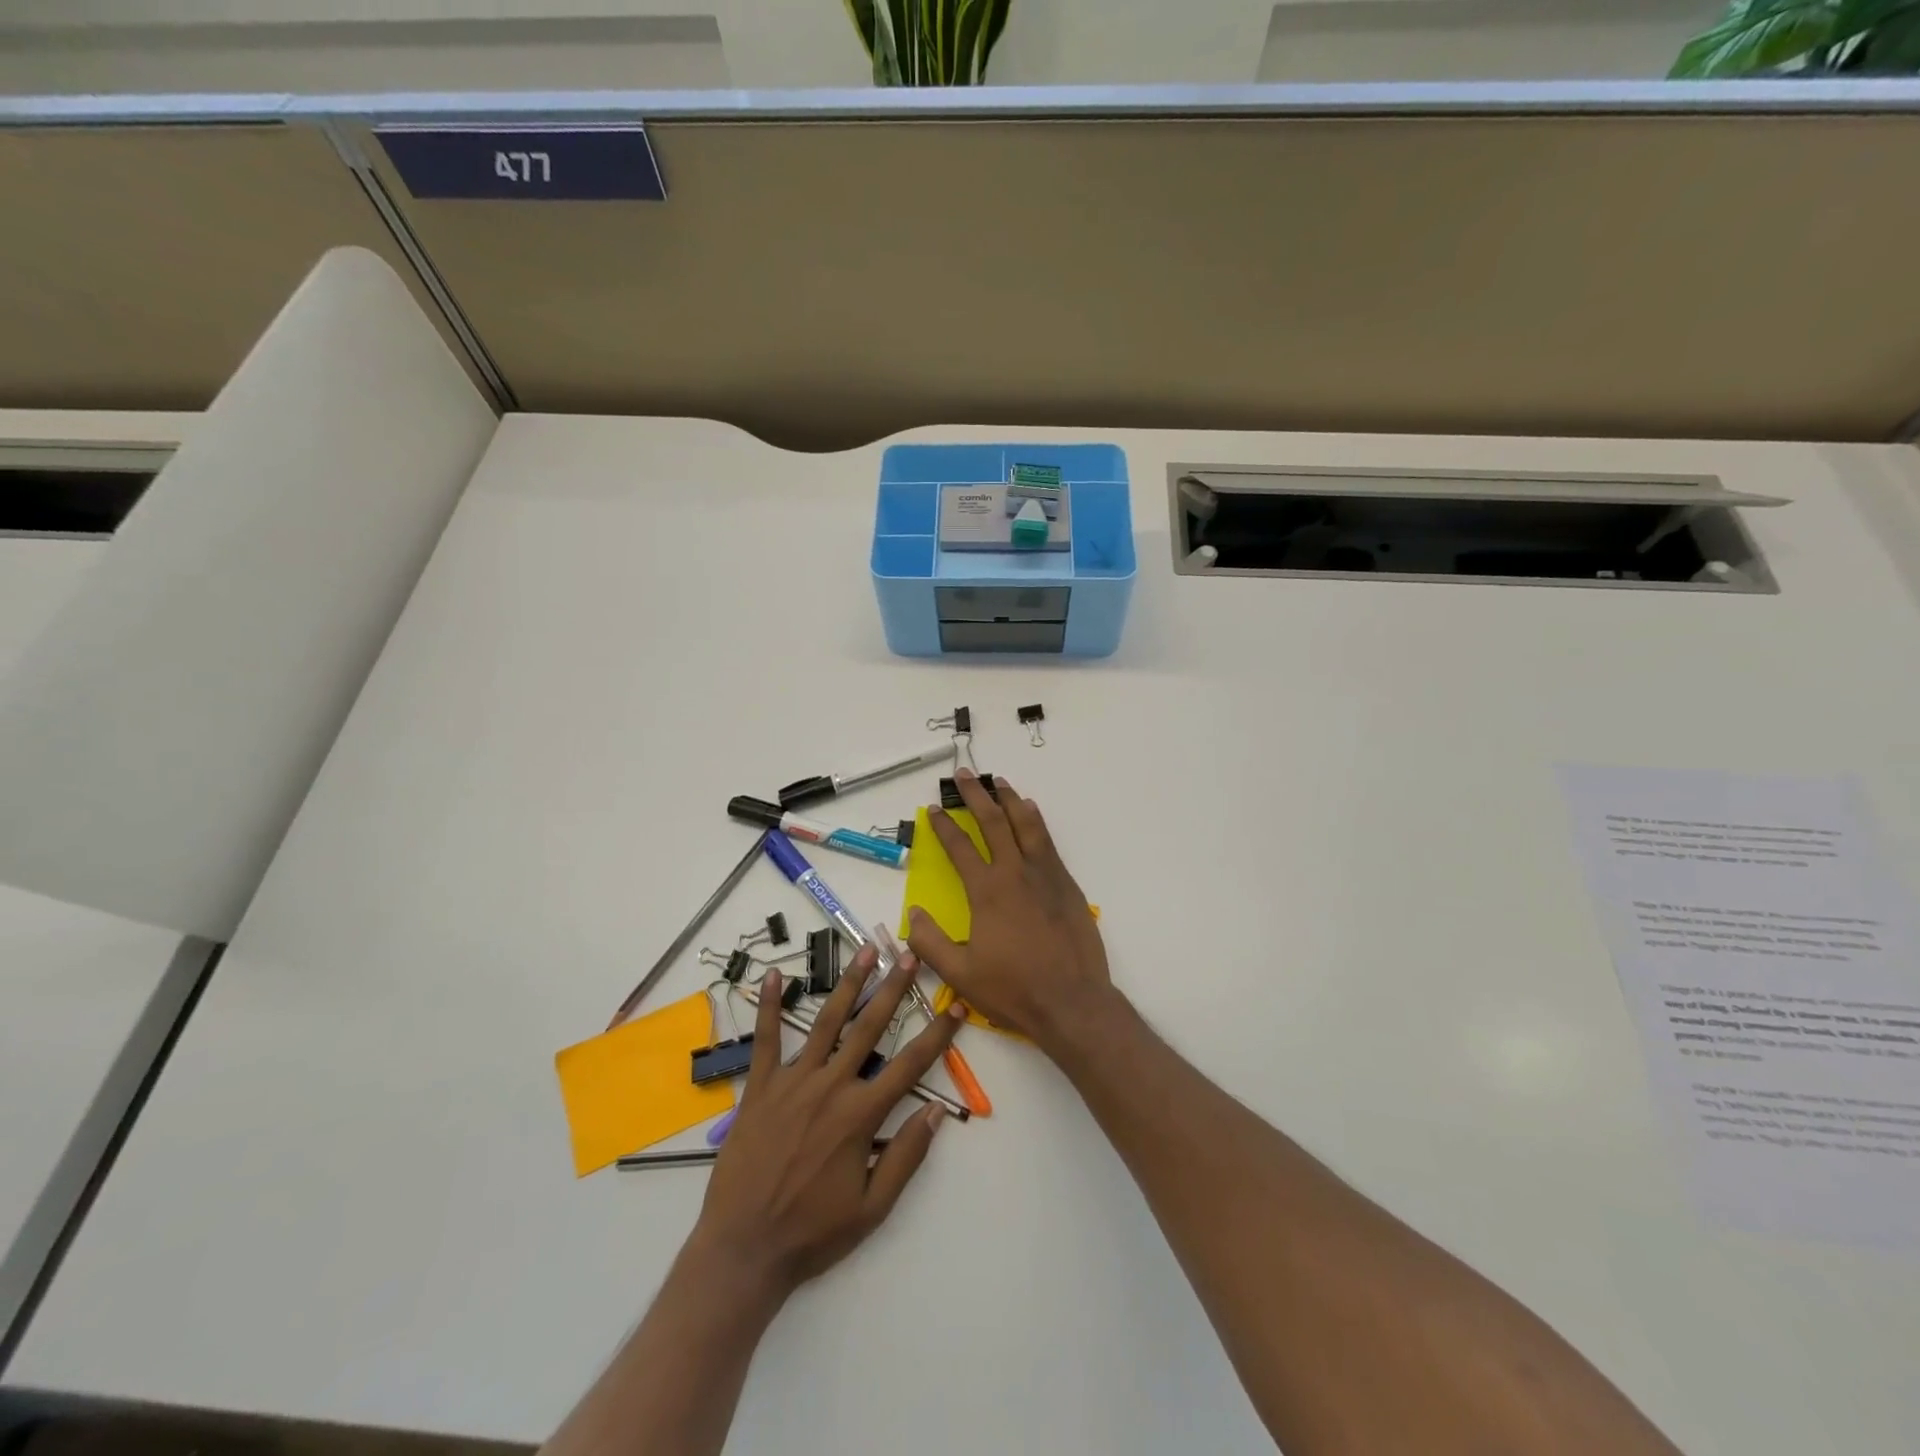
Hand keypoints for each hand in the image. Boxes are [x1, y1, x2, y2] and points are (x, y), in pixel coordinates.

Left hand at [691, 945, 962, 1297]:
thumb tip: (937, 1111)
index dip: (937, 1034)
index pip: (909, 1066)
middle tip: (909, 954)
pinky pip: (765, 1040)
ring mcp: (792, 1083)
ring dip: (848, 984)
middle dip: (893, 988)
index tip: (955, 1006)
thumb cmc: (812, 1233)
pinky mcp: (759, 1088)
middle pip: (869, 1028)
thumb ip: (906, 1156)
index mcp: (859, 1116)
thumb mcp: (872, 1208)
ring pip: (826, 1023)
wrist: (743, 1250)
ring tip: (865, 950)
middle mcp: (829, 1088)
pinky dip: (767, 1007)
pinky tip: (770, 976)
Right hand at [907, 768, 1112, 1055]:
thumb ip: (930, 942)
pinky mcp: (1066, 883)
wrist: (1072, 1002)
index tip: (934, 808)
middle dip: (976, 795)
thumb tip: (914, 913)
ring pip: (1025, 824)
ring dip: (1009, 799)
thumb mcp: (959, 974)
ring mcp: (1044, 875)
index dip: (944, 825)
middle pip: (993, 822)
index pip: (959, 847)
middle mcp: (1015, 872)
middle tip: (965, 774)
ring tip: (999, 781)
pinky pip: (1047, 841)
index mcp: (986, 891)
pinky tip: (1031, 812)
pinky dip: (1036, 821)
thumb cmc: (1013, 989)